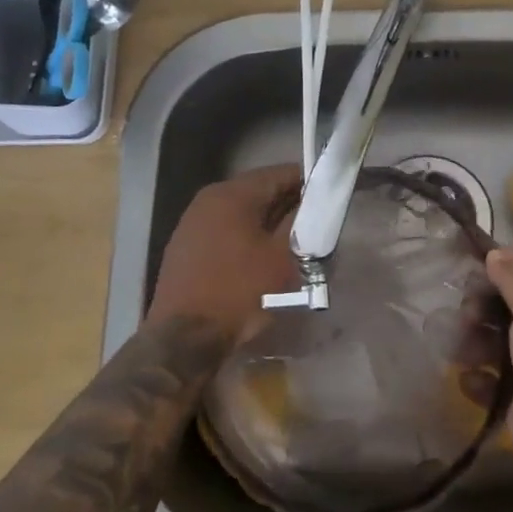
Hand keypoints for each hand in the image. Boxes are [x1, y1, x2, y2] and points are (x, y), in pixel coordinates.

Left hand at [149, 164, 303, 342]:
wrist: (184, 338)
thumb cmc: (239, 292)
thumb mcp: (281, 257)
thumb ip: (299, 222)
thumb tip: (312, 204)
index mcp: (233, 193)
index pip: (279, 173)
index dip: (308, 182)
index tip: (329, 197)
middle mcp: (209, 198)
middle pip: (258, 191)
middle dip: (287, 204)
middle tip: (315, 224)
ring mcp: (193, 222)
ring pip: (241, 212)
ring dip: (266, 222)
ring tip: (292, 243)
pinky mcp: (185, 246)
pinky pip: (225, 230)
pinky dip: (246, 236)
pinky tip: (260, 258)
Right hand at [486, 248, 512, 488]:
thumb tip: (495, 252)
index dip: (493, 267)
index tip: (464, 265)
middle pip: (499, 309)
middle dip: (477, 308)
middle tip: (464, 316)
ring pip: (489, 345)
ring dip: (470, 343)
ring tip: (458, 348)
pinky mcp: (512, 399)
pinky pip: (486, 382)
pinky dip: (474, 380)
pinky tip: (468, 378)